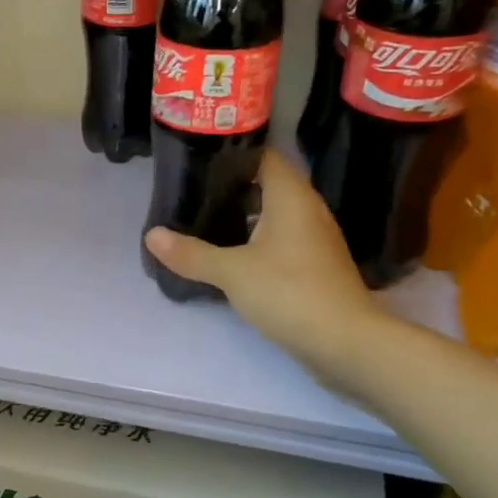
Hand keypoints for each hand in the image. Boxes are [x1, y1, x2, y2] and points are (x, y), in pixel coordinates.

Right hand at [143, 149, 381, 378]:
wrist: (346, 343)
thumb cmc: (290, 292)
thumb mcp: (231, 271)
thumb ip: (191, 252)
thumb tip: (151, 235)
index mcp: (291, 197)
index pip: (264, 156)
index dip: (233, 153)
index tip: (198, 160)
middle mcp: (307, 210)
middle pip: (266, 185)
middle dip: (231, 187)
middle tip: (191, 192)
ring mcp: (314, 239)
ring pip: (273, 214)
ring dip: (242, 216)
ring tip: (203, 220)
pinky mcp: (314, 266)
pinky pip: (280, 239)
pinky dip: (255, 239)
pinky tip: (229, 254)